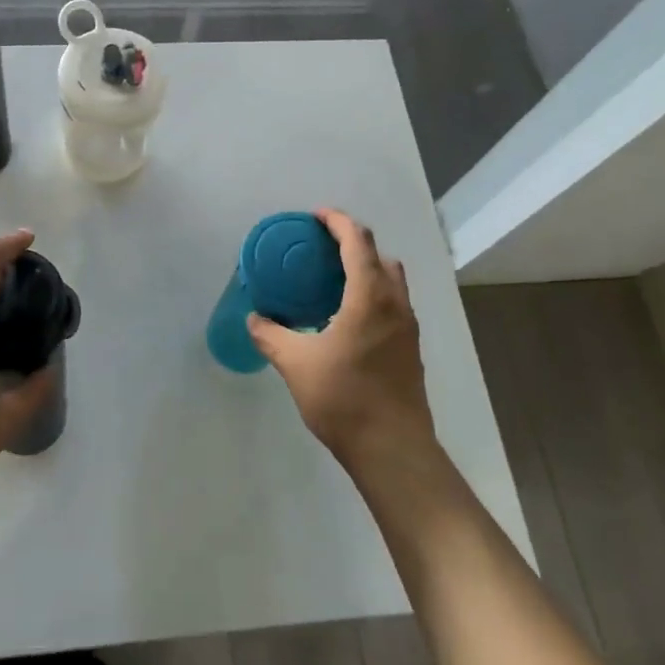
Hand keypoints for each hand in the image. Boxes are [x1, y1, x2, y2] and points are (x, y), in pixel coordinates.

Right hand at [248, 209, 435, 476]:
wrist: (393, 448)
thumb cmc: (344, 398)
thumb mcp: (296, 364)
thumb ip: (271, 335)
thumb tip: (254, 318)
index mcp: (369, 297)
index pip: (358, 241)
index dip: (337, 221)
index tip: (316, 216)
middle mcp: (395, 304)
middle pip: (380, 256)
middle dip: (353, 242)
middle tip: (321, 248)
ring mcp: (408, 327)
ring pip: (391, 281)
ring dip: (366, 269)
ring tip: (333, 280)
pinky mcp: (410, 348)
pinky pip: (393, 304)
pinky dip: (373, 294)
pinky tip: (347, 318)